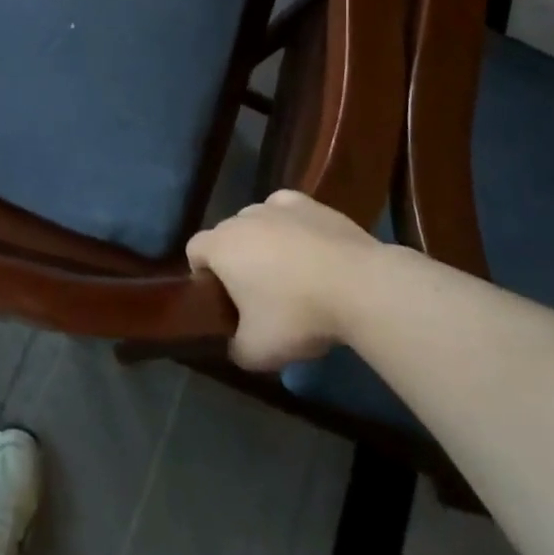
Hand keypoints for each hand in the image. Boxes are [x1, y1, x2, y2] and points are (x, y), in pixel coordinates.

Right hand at [186, 191, 376, 370]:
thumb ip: (235, 348)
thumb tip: (235, 344)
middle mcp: (243, 217)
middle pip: (227, 235)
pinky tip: (309, 248)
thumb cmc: (297, 314)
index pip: (194, 250)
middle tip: (257, 295)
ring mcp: (278, 206)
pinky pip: (288, 212)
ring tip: (290, 274)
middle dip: (235, 260)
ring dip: (263, 242)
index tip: (223, 301)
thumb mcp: (257, 351)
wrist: (359, 286)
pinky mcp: (311, 203)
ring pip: (258, 222)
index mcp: (221, 246)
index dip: (202, 275)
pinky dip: (291, 226)